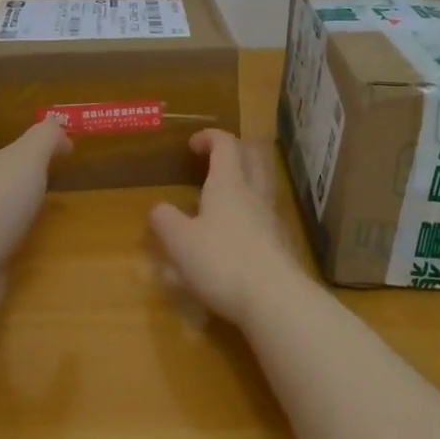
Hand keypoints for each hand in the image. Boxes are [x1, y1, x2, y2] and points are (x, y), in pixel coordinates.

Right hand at [150, 130, 309, 327]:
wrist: (276, 301)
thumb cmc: (222, 262)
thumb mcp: (180, 243)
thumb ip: (166, 221)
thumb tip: (158, 209)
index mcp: (228, 184)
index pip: (225, 144)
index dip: (209, 137)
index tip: (192, 144)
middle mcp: (254, 194)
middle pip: (253, 157)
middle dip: (235, 151)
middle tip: (216, 159)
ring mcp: (272, 220)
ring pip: (262, 186)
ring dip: (244, 182)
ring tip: (221, 198)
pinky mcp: (281, 246)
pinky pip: (265, 216)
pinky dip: (250, 214)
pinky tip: (235, 235)